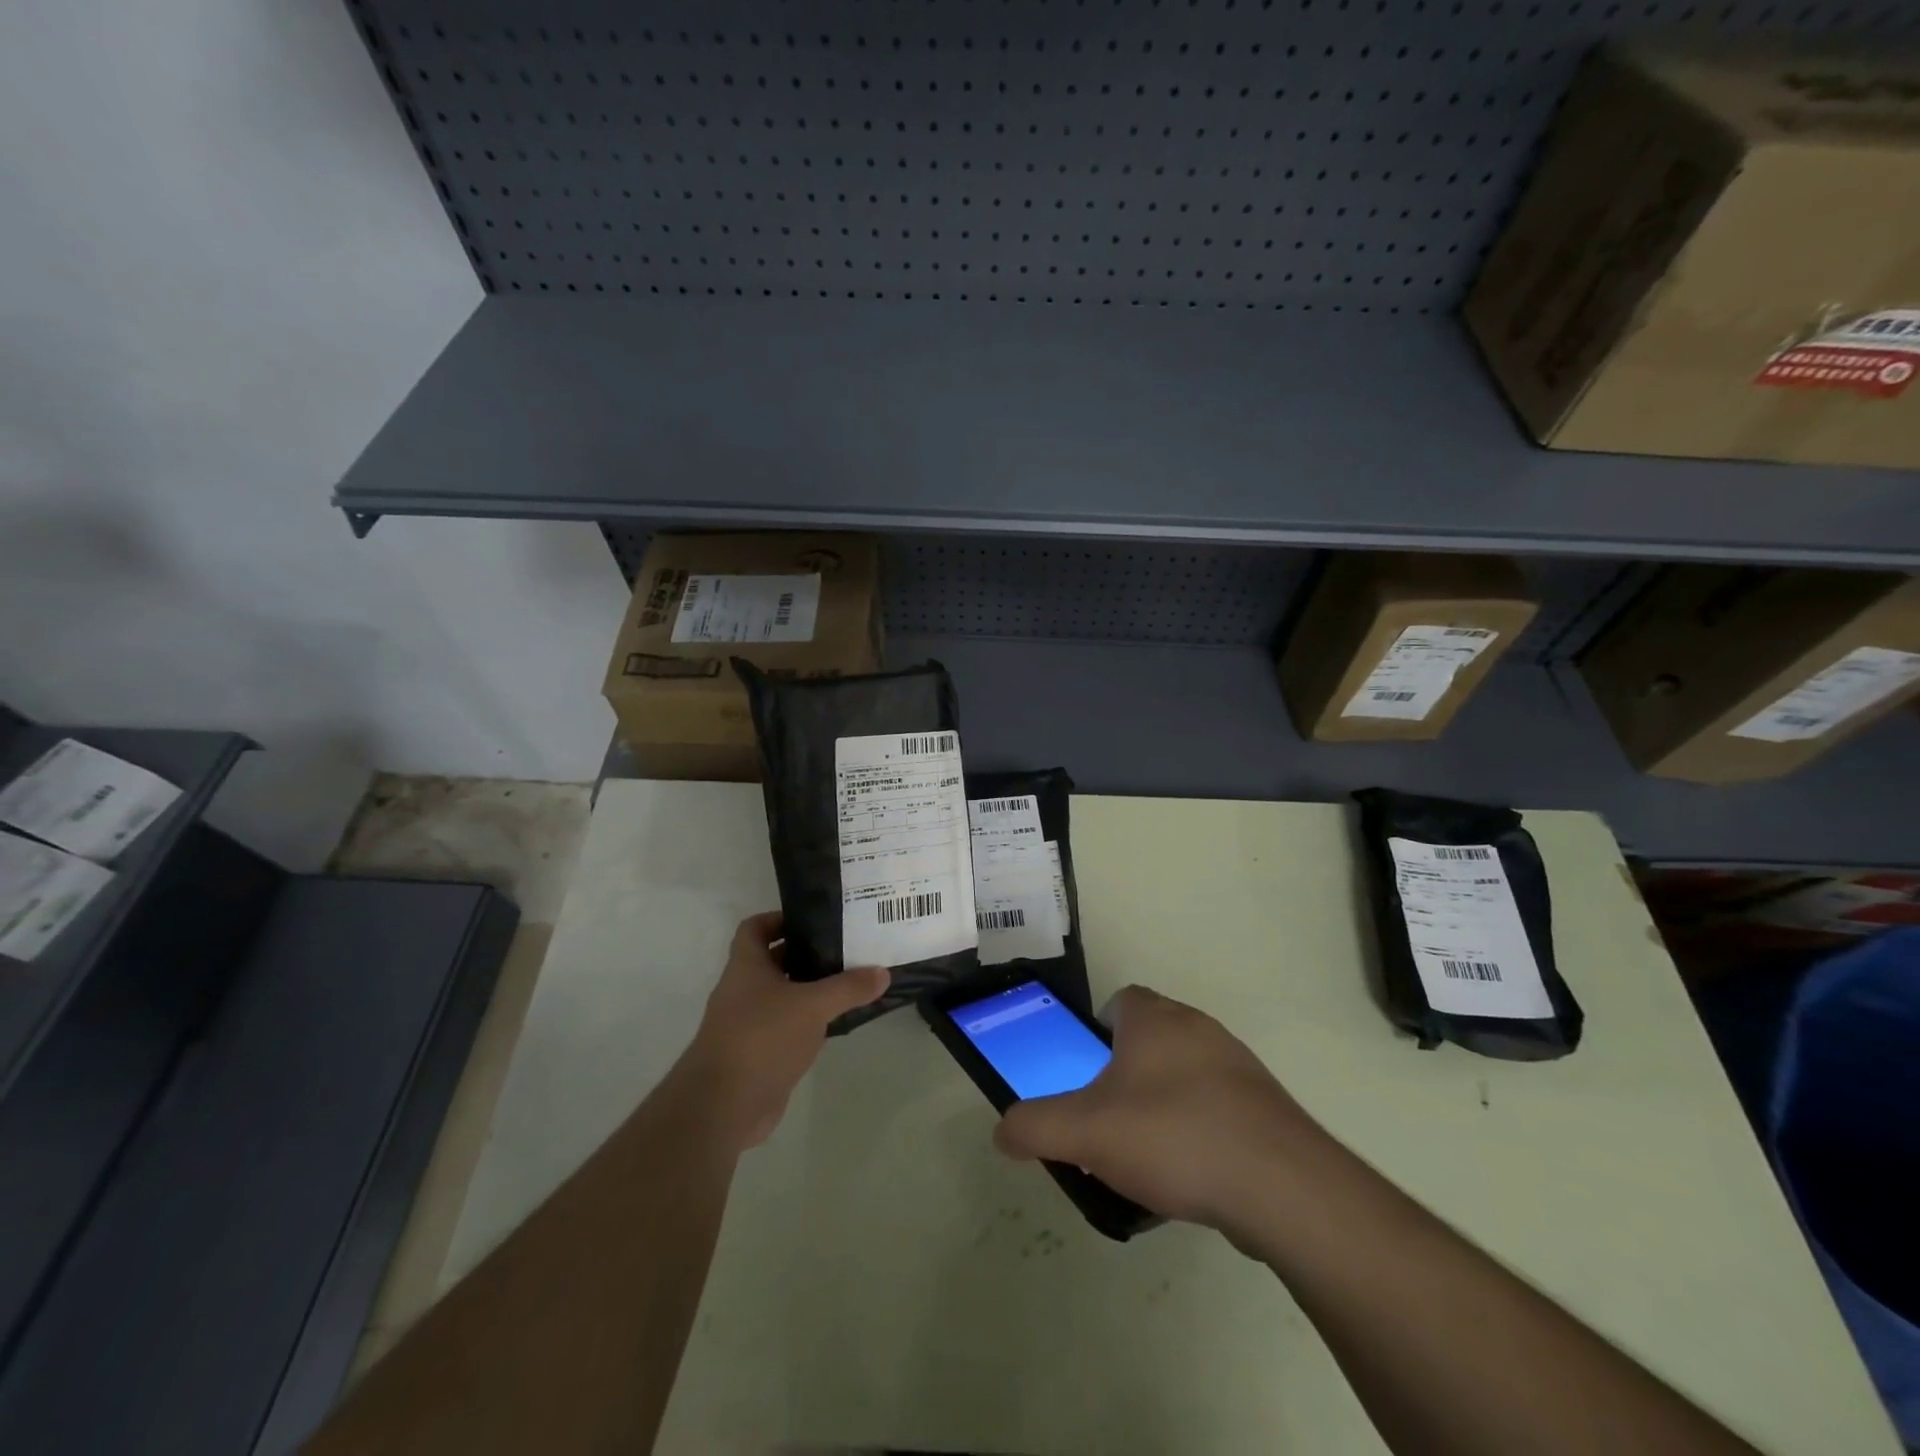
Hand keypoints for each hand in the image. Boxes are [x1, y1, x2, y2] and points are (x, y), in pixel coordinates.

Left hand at [676, 911, 888, 1150]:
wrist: (724, 1106)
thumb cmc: (762, 1037)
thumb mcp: (813, 1006)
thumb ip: (848, 987)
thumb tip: (882, 972)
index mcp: (746, 967)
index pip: (754, 928)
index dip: (779, 919)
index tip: (813, 920)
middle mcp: (743, 991)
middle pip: (774, 961)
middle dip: (806, 954)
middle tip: (844, 948)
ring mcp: (748, 1025)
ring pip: (782, 997)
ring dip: (810, 990)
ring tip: (849, 982)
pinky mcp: (758, 1055)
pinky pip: (786, 1029)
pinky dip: (808, 1023)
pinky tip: (836, 1023)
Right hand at [993, 986, 1322, 1240]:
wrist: (1281, 1187)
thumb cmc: (1173, 1137)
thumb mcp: (1085, 1133)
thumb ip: (1035, 1126)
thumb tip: (1002, 1130)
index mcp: (1154, 1018)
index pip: (1119, 1001)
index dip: (1095, 1033)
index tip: (1086, 1075)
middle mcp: (1197, 1028)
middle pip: (1149, 1038)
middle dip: (1124, 1074)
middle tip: (1106, 1120)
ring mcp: (1238, 1066)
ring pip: (1184, 1074)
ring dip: (1162, 1104)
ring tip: (1146, 1158)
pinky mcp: (1266, 1107)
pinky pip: (1217, 1108)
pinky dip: (1199, 1131)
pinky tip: (1191, 1176)